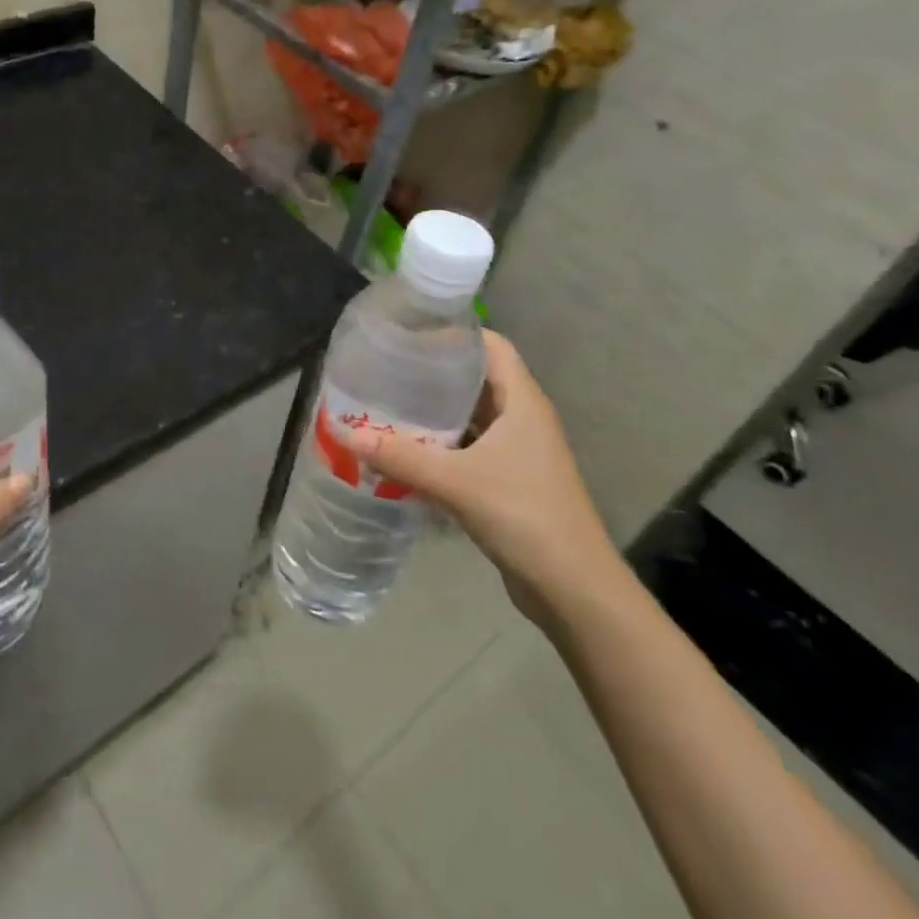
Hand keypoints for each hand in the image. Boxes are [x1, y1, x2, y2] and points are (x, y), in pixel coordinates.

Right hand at [346, 330, 623, 629]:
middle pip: (477, 377)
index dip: (455, 331)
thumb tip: (345, 433)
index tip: (411, 329)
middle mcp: (522, 417)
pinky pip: (471, 446)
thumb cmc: (524, 515)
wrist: (573, 589)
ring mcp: (518, 450)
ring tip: (389, 400)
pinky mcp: (510, 479)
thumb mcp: (456, 481)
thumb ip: (400, 456)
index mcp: (521, 400)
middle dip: (435, 369)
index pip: (491, 344)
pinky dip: (442, 443)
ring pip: (473, 414)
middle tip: (388, 364)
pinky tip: (408, 448)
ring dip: (436, 410)